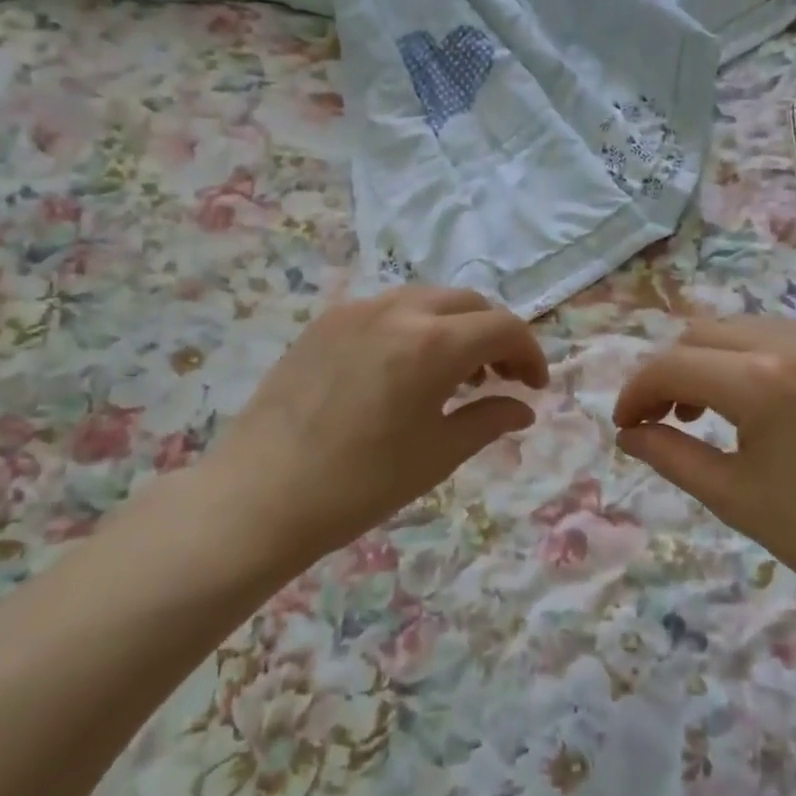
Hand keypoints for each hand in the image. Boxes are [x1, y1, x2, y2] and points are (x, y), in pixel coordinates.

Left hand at [195, 287, 548, 578]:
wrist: (260, 495)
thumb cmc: (360, 483)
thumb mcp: (438, 454)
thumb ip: (489, 420)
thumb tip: (522, 408)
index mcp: (434, 343)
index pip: (503, 328)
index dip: (530, 353)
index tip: (535, 387)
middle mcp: (399, 310)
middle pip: (468, 303)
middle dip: (495, 335)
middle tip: (500, 378)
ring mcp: (356, 310)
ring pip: (427, 300)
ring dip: (455, 327)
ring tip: (454, 376)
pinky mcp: (326, 321)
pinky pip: (388, 310)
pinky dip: (415, 328)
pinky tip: (404, 370)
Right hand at [613, 317, 795, 642]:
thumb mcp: (732, 497)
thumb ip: (669, 454)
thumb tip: (628, 433)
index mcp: (759, 381)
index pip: (672, 365)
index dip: (636, 392)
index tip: (625, 425)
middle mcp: (790, 343)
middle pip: (699, 334)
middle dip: (668, 372)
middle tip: (659, 420)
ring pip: (736, 328)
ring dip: (705, 361)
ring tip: (701, 412)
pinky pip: (773, 335)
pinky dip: (743, 357)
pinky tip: (748, 402)